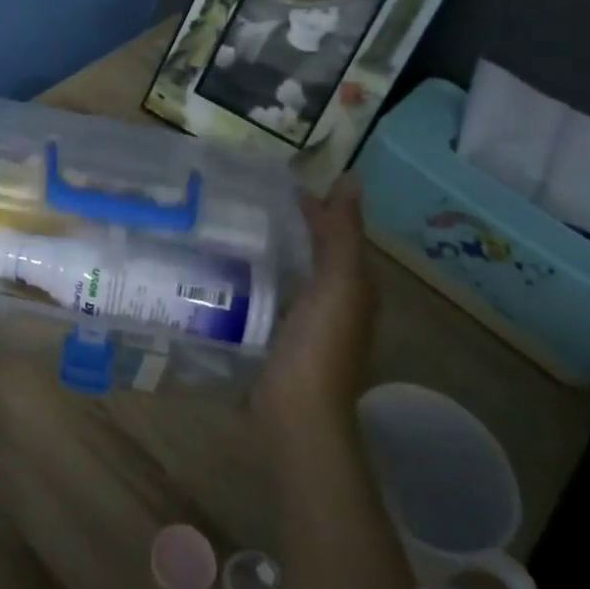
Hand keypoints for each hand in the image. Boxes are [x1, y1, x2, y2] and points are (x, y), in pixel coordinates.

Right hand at [255, 175, 379, 444]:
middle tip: (251, 197)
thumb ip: (342, 233)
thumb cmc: (320, 342)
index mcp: (355, 283)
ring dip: (276, 248)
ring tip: (235, 224)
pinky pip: (275, 292)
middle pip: (318, 251)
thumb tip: (349, 179)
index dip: (318, 205)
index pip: (339, 232)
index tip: (279, 180)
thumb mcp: (338, 281)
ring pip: (296, 271)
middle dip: (294, 223)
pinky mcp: (283, 336)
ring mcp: (310, 321)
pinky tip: (234, 268)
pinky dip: (262, 274)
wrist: (297, 409)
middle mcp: (339, 300)